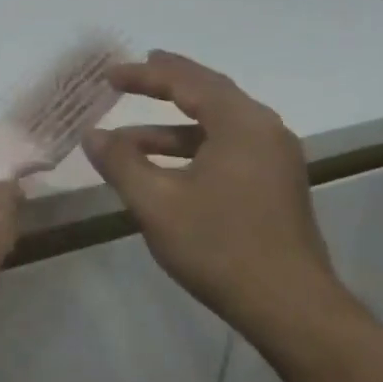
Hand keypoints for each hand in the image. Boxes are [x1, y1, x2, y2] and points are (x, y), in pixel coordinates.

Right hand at [82, 51, 341, 336]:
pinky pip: (228, 146)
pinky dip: (193, 146)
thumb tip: (93, 135)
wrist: (289, 306)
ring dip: (173, 126)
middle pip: (209, 93)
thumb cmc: (219, 246)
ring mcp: (275, 157)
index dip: (144, 75)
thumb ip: (121, 162)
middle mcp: (264, 130)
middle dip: (166, 84)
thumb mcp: (157, 203)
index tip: (108, 75)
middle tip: (129, 76)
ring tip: (131, 134)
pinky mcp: (275, 184)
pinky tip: (165, 167)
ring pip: (218, 124)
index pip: (187, 82)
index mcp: (241, 124)